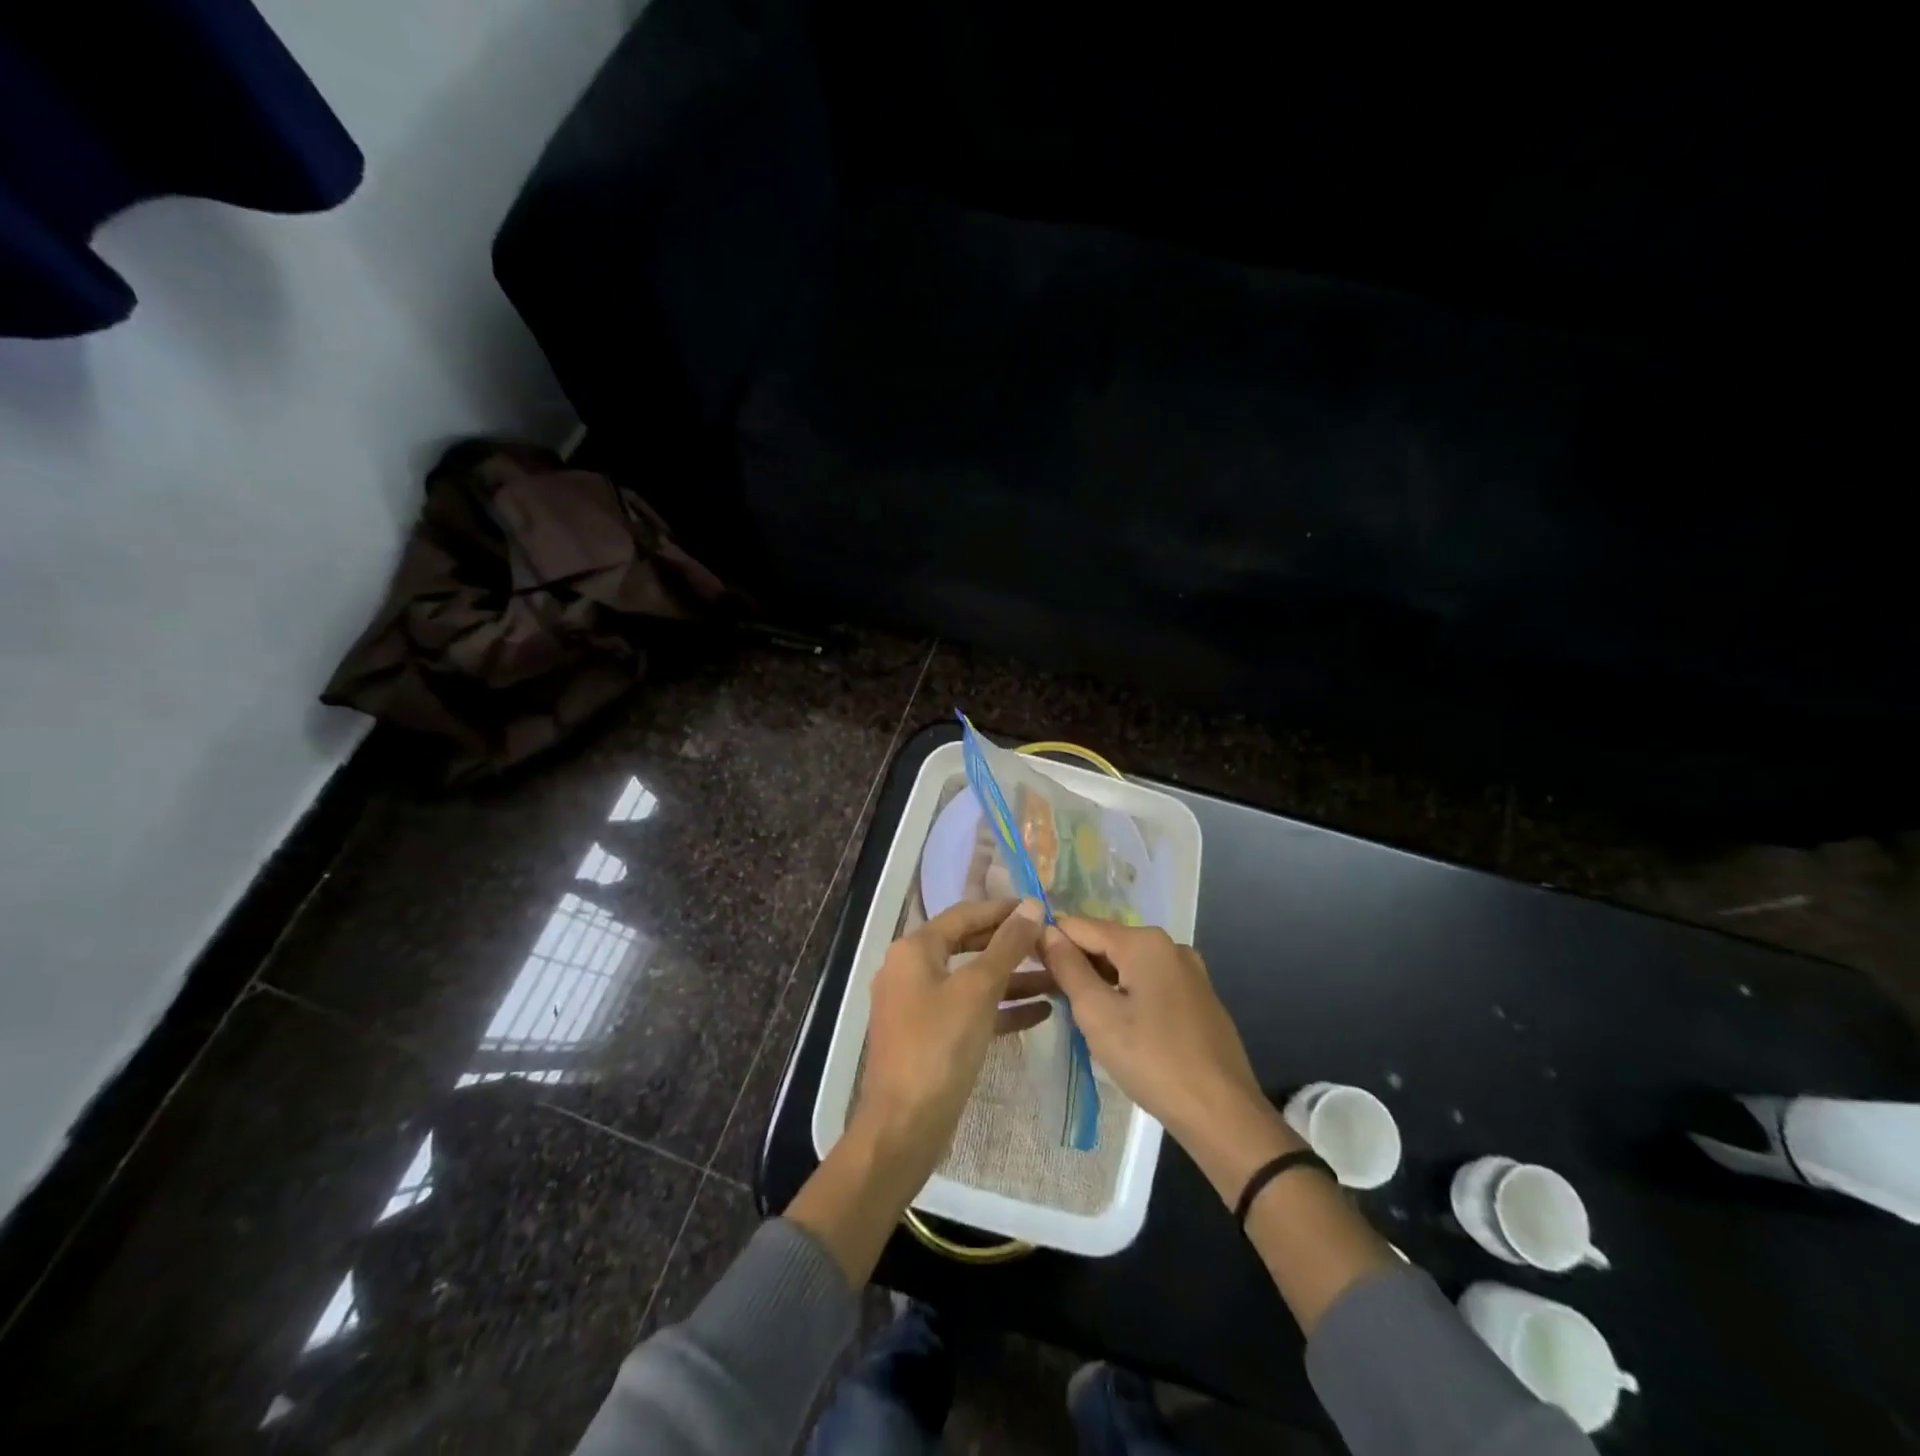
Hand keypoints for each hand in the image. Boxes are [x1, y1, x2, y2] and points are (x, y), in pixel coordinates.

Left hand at [850, 897, 1049, 1193]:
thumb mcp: (978, 989)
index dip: (1003, 910)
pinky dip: (1001, 1008)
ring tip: (1058, 977)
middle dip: (1011, 945)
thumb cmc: (939, 1046)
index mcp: (914, 949)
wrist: (904, 1126)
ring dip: (1013, 979)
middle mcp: (911, 969)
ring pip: (972, 981)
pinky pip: (970, 1010)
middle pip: (968, 945)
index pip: (964, 914)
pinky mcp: (930, 1036)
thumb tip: (1032, 906)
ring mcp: (919, 1005)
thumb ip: (1007, 945)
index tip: (1042, 909)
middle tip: (1051, 943)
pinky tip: (1041, 1011)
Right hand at [1042, 920, 1396, 1338]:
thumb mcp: (1098, 1014)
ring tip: (1079, 1013)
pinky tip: (1118, 1025)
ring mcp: (1189, 971)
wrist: (1222, 1114)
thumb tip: (1045, 931)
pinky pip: (1150, 982)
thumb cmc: (1152, 1060)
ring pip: (1128, 964)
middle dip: (1076, 963)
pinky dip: (1127, 993)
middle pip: (1106, 943)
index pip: (1080, 926)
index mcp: (1144, 942)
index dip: (1050, 942)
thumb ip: (1068, 967)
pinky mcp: (1198, 997)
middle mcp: (1169, 945)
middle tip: (1051, 996)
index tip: (1027, 966)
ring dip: (1101, 981)